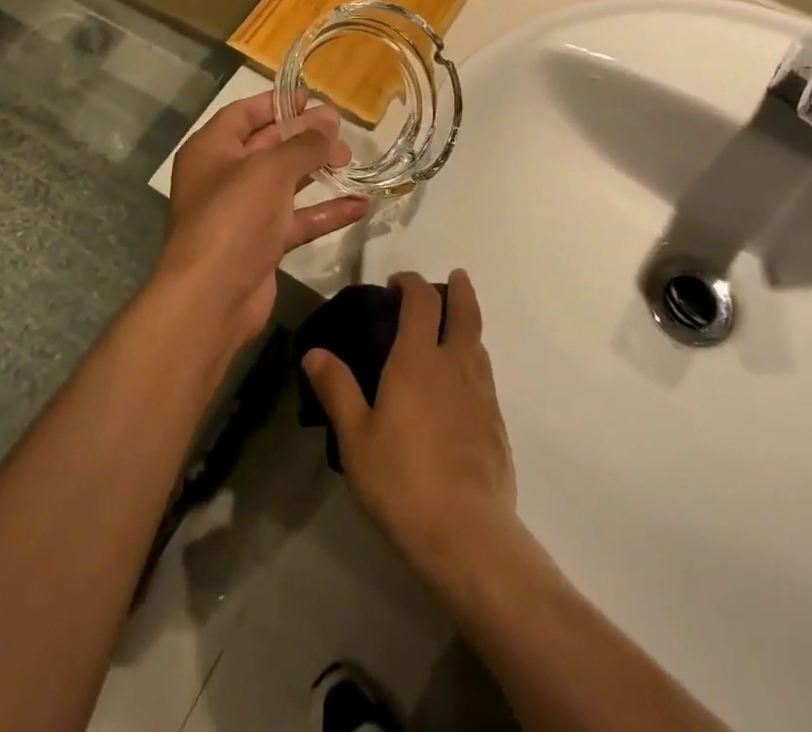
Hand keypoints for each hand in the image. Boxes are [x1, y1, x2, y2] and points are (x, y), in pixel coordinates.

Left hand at [160, 93, 366, 345]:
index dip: (277, 103)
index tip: (311, 98)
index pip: (244, 114)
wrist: (211, 297)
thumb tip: (329, 121)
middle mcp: (223, 177)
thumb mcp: (271, 169)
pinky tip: (359, 205)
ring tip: (352, 159)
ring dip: (317, 171)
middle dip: (304, 136)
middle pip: (267, 146)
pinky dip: (324, 212)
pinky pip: (296, 219)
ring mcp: (242, 213)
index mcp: (211, 149)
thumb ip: (304, 143)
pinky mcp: (261, 245)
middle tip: (342, 130)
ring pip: (285, 183)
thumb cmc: (234, 216)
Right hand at [302, 271, 516, 578]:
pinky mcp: (497, 422)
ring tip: (455, 328)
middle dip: (459, 289)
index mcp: (418, 360)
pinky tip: (462, 384)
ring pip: (479, 343)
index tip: (398, 283)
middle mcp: (455, 365)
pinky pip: (485, 375)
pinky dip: (474, 361)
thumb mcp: (356, 437)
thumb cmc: (401, 480)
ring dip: (468, 324)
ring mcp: (482, 393)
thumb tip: (314, 352)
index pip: (422, 302)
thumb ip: (337, 389)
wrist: (465, 533)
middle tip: (453, 278)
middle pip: (465, 312)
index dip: (412, 283)